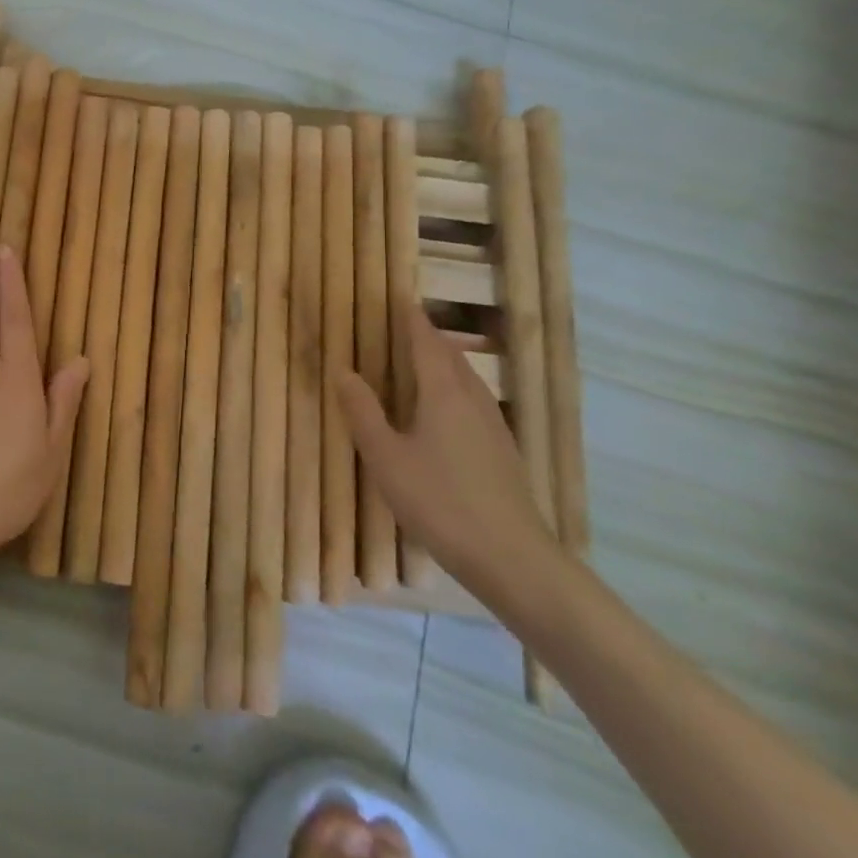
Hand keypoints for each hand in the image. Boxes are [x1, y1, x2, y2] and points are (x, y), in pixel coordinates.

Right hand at [335, 307, 559, 603]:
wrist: (513, 559)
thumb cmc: (440, 502)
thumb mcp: (386, 458)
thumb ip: (364, 412)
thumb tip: (344, 371)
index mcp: (443, 393)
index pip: (426, 343)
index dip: (412, 319)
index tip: (400, 298)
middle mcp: (472, 400)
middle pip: (451, 356)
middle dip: (429, 337)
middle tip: (405, 327)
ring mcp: (494, 426)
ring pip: (467, 379)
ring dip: (445, 362)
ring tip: (423, 361)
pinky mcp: (504, 452)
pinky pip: (475, 402)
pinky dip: (456, 389)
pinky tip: (447, 411)